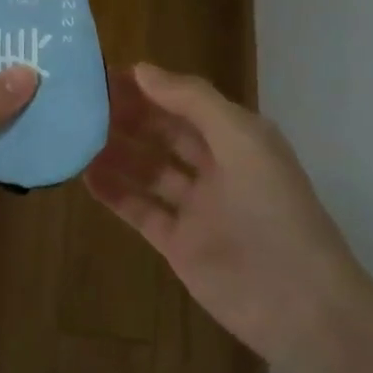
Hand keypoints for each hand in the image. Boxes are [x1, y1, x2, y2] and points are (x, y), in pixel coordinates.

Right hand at [85, 63, 350, 365]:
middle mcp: (216, 167)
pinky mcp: (179, 244)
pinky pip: (141, 210)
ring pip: (149, 171)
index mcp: (237, 138)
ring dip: (116, 152)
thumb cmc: (272, 208)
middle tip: (82, 103)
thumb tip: (141, 69)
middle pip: (164, 133)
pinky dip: (115, 193)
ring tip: (74, 134)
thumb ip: (192, 101)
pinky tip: (85, 175)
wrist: (297, 302)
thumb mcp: (241, 139)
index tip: (105, 74)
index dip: (150, 87)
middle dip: (128, 117)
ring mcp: (196, 208)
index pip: (186, 102)